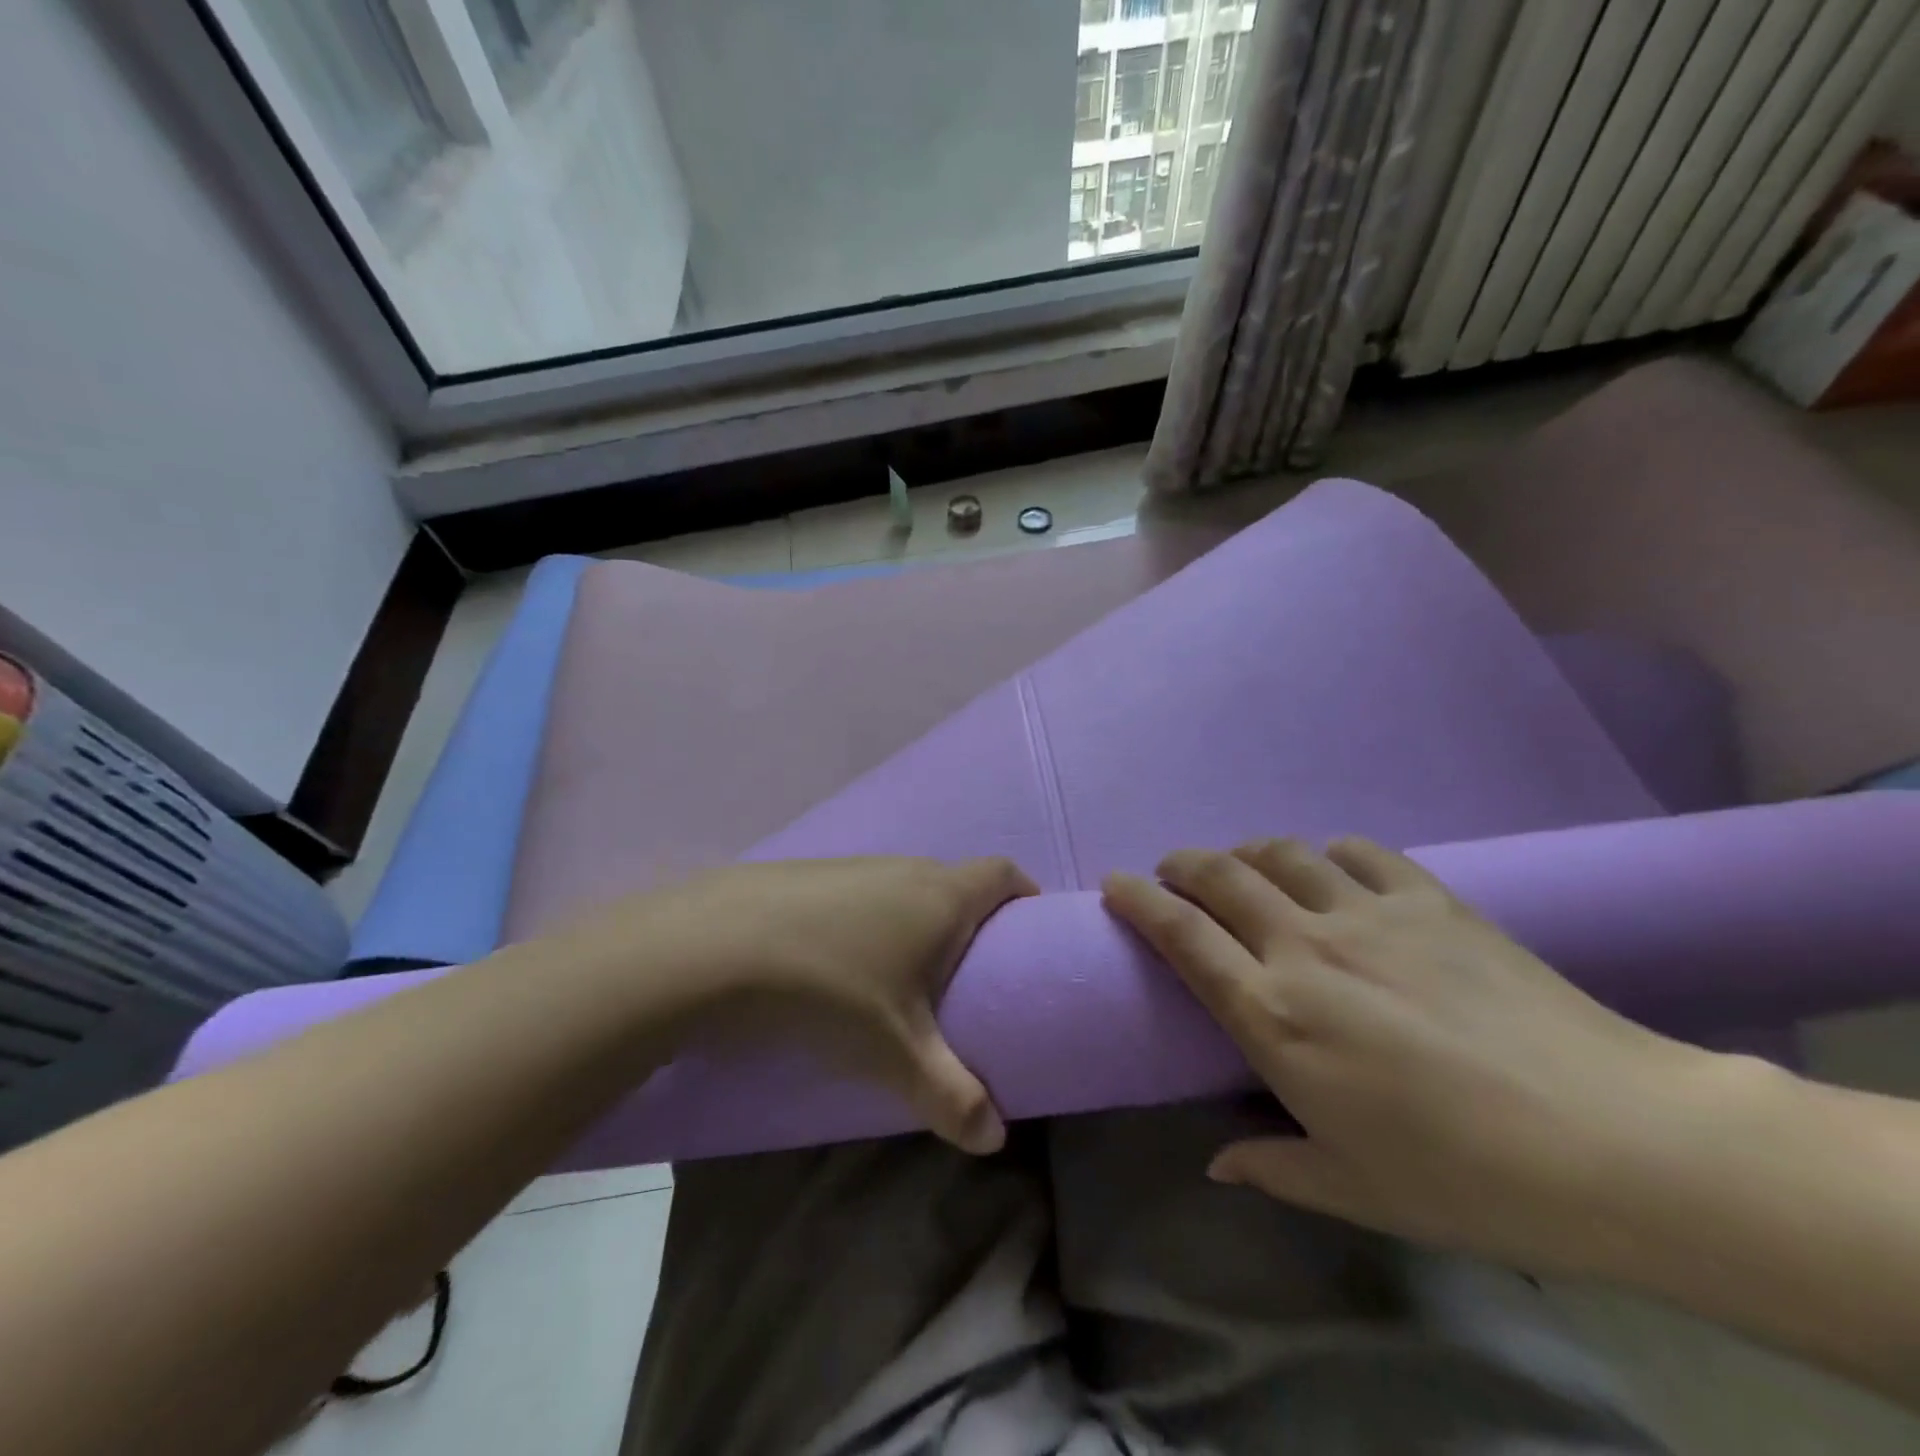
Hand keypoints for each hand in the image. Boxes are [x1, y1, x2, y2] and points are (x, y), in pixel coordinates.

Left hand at [542, 857, 1037, 1154]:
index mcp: (939, 895)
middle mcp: (902, 867)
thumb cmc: (829, 991)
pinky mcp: (806, 875)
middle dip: (969, 919)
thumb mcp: (896, 1053)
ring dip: (914, 920)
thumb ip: (951, 1095)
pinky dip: (866, 920)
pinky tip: (839, 963)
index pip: (1002, 873)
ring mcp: (851, 865)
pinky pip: (858, 893)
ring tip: (903, 975)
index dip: (1022, 894)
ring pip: (902, 886)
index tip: (1027, 932)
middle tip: (968, 973)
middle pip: (954, 880)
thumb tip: (995, 1138)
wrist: (713, 949)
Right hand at [1103, 837, 1714, 1275]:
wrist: (1617, 1142)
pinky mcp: (1428, 899)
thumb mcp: (1354, 1188)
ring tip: (1243, 869)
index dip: (1138, 901)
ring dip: (1247, 853)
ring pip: (1281, 853)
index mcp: (1273, 1015)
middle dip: (1181, 864)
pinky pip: (1357, 852)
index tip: (1113, 885)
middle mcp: (1305, 947)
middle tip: (1171, 872)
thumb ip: (1272, 1165)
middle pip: (1219, 876)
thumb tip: (1218, 1164)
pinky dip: (1327, 853)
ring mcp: (1367, 914)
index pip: (1181, 936)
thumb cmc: (1466, 1179)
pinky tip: (1331, 869)